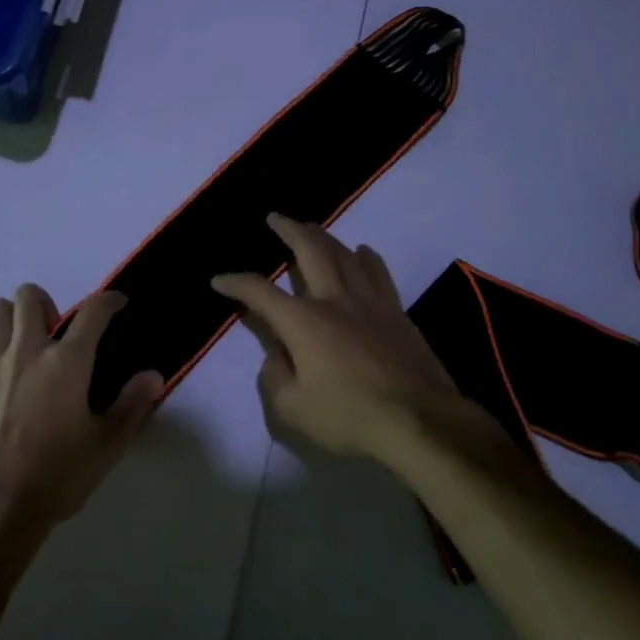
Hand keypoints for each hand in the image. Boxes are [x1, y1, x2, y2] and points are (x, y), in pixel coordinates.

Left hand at [0, 283, 162, 531]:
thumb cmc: (57, 475)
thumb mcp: (107, 445)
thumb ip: (132, 406)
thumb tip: (152, 376)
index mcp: (67, 361)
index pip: (93, 311)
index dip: (109, 300)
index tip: (117, 304)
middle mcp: (28, 351)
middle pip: (29, 296)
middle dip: (46, 302)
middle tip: (57, 331)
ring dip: (13, 318)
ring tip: (26, 344)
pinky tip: (0, 371)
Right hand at [213, 215, 481, 460]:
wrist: (421, 421)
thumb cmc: (351, 417)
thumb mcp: (294, 411)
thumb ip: (275, 378)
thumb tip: (276, 356)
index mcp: (302, 322)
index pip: (259, 292)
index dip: (235, 283)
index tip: (219, 280)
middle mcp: (333, 300)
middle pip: (309, 250)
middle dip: (288, 230)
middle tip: (275, 218)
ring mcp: (369, 301)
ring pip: (344, 253)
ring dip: (324, 236)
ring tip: (312, 229)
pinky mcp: (396, 312)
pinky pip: (377, 271)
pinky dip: (365, 256)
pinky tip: (362, 252)